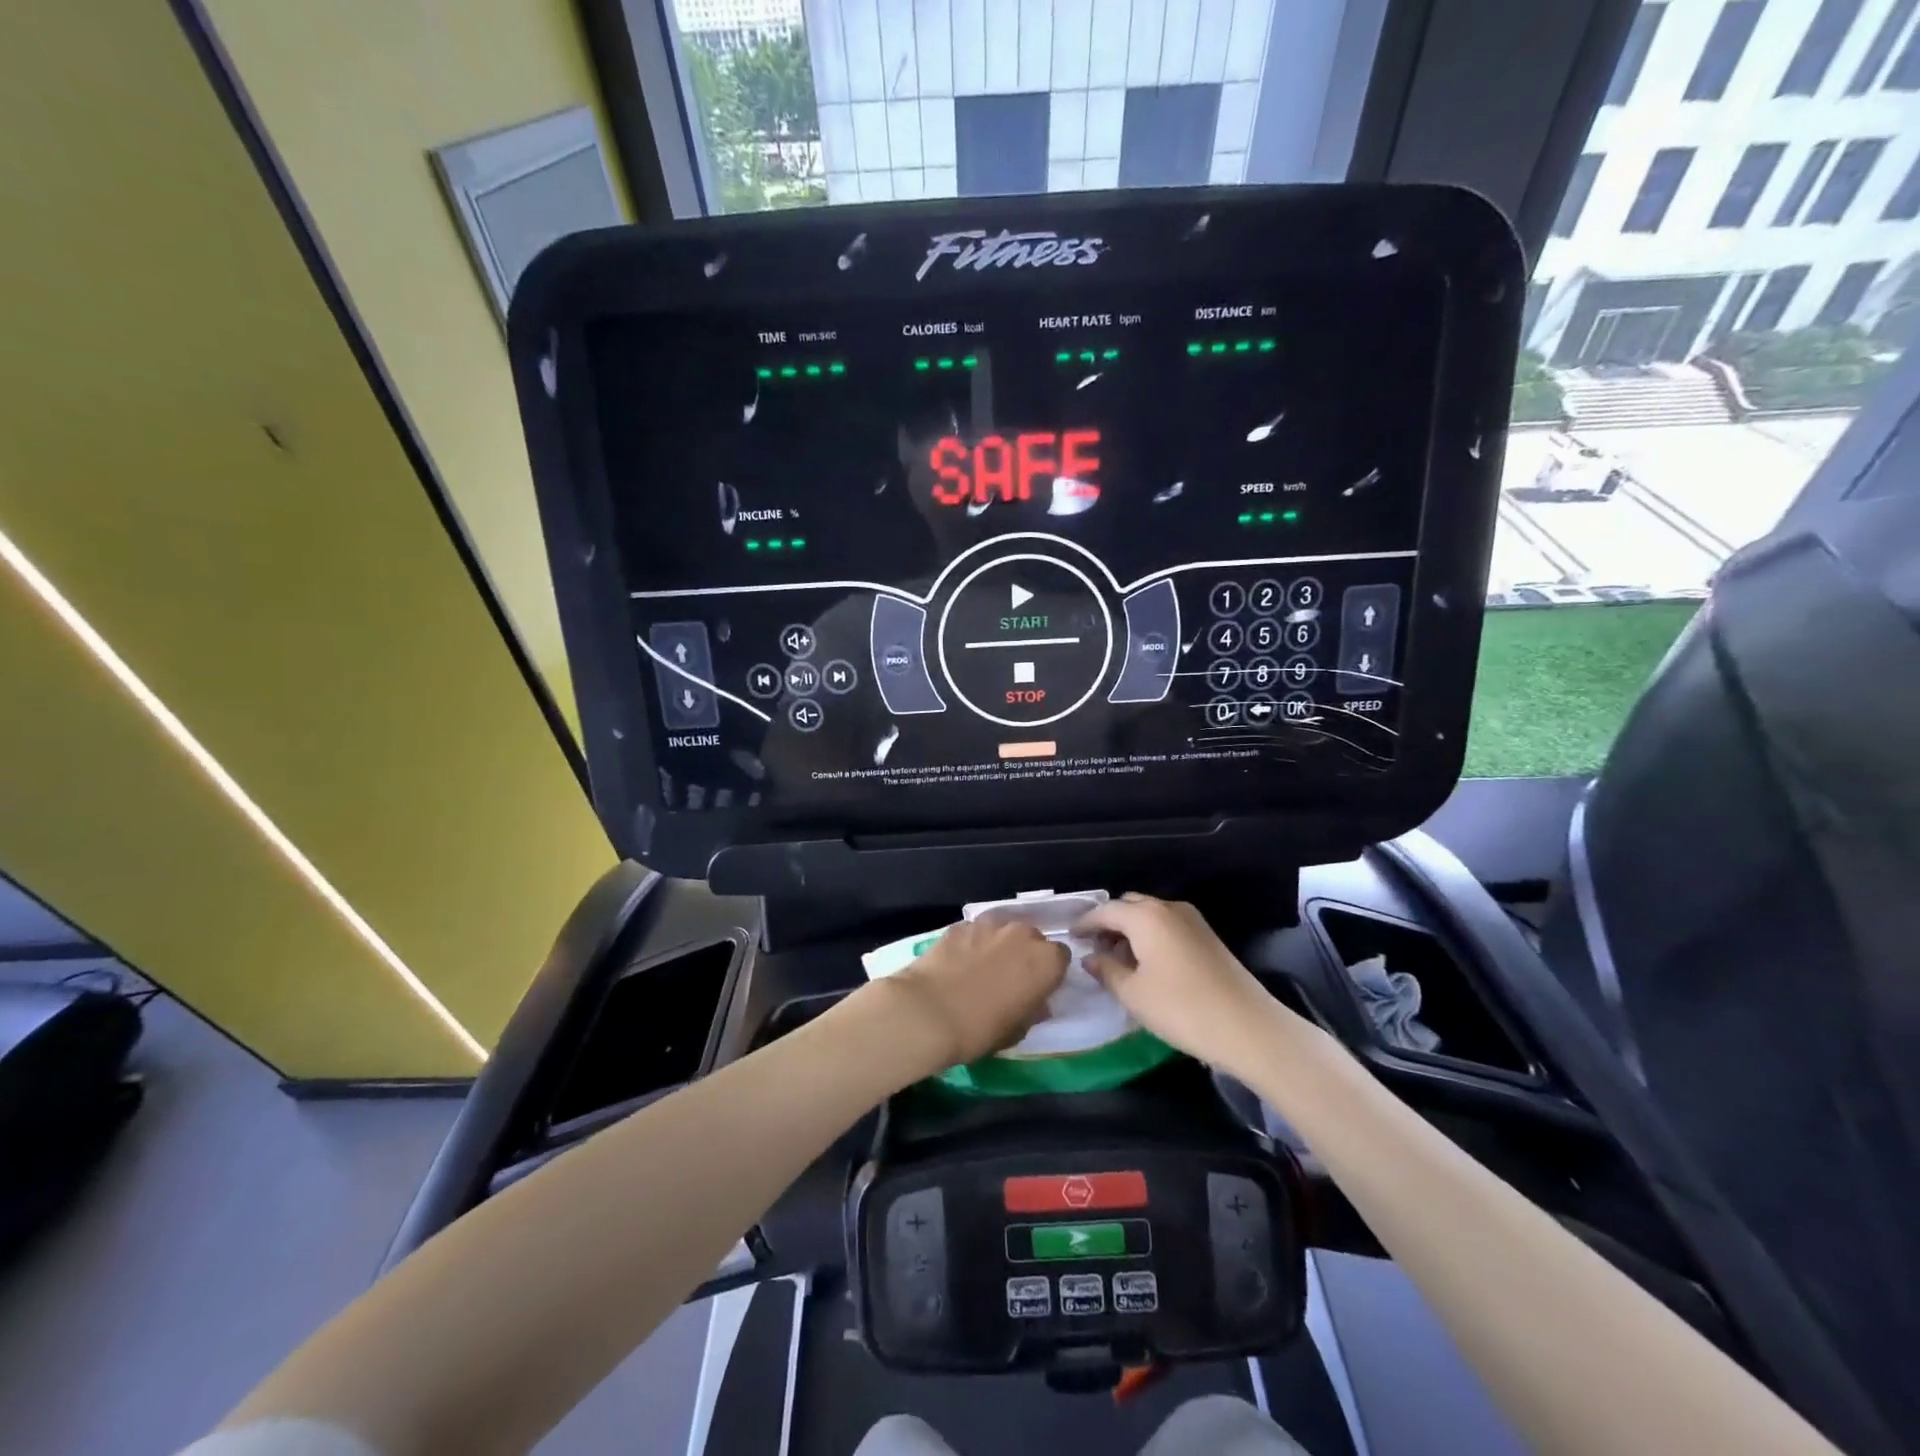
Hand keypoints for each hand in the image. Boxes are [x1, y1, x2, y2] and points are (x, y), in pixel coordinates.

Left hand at [879, 916, 1068, 1071]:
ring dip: (999, 943)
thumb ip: (1033, 1011)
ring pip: (1003, 929)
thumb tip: (1037, 1004)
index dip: (1049, 972)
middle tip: (1010, 978)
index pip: (1060, 957)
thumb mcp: (1017, 1031)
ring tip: (983, 967)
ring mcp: (989, 924)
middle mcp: (1022, 933)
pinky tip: (959, 962)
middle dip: (1025, 954)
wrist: (927, 1012)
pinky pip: (975, 931)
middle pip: (1032, 937)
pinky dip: (973, 942)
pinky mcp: (960, 924)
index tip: (1037, 988)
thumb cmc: (980, 1029)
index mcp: (1046, 961)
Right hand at [1075, 894, 1277, 1071]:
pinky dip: (1150, 936)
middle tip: (1094, 948)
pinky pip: (1167, 925)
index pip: (1106, 911)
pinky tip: (1146, 963)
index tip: (1071, 936)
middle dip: (1109, 923)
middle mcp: (1168, 908)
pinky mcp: (1207, 936)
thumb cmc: (1181, 1009)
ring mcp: (1192, 920)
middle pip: (1129, 906)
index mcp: (1146, 916)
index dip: (1085, 923)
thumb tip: (1090, 957)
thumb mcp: (1133, 994)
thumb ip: (1106, 970)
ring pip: (1150, 915)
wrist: (1248, 1027)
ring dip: (1131, 930)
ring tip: (1118, 959)